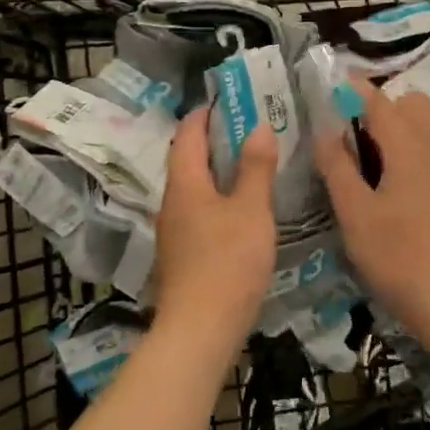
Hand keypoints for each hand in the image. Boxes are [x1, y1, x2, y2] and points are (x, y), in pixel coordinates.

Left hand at [153, 108, 278, 348]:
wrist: (200, 329)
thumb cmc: (228, 262)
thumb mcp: (251, 210)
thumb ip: (255, 168)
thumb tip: (258, 126)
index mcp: (184, 183)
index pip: (186, 134)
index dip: (204, 113)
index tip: (228, 100)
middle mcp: (171, 202)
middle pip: (187, 160)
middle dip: (214, 141)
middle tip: (249, 129)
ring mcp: (174, 231)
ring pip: (194, 188)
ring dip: (217, 172)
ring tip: (251, 165)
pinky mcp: (182, 255)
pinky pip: (199, 212)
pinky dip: (218, 199)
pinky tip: (242, 210)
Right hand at [313, 82, 429, 337]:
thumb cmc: (396, 255)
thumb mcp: (354, 212)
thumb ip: (337, 166)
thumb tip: (326, 131)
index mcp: (407, 145)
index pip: (378, 99)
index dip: (351, 88)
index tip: (325, 89)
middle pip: (409, 103)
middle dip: (377, 106)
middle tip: (345, 133)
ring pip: (421, 125)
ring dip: (392, 127)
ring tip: (360, 157)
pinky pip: (427, 148)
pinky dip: (405, 148)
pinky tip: (383, 181)